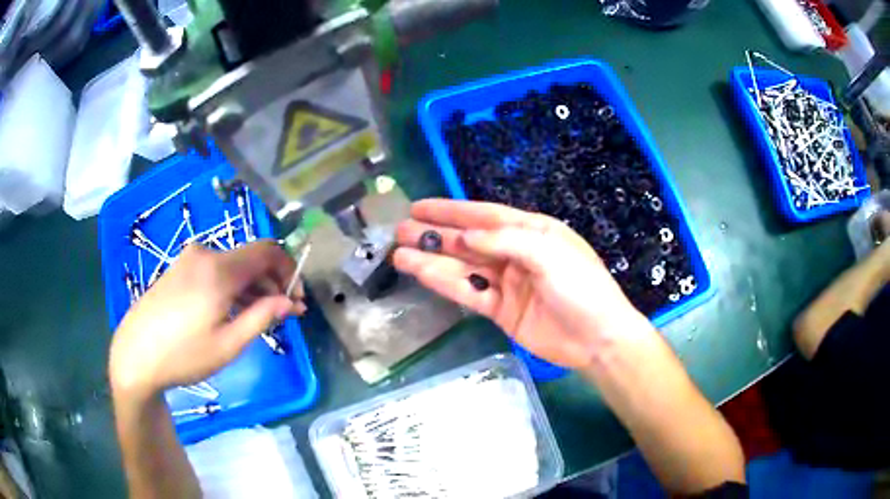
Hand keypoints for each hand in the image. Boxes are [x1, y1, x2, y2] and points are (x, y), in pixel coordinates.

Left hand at [109, 241, 305, 398]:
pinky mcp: (179, 269)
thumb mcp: (228, 344)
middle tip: (286, 313)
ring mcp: (189, 259)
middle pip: (250, 258)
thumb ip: (262, 317)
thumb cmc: (184, 355)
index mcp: (219, 269)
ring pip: (232, 265)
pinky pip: (214, 270)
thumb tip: (290, 302)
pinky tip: (233, 309)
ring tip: (261, 315)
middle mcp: (205, 254)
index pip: (267, 250)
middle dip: (272, 282)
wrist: (135, 355)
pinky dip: (231, 286)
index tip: (297, 298)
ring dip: (252, 286)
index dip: (289, 269)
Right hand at [394, 199, 649, 368]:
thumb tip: (465, 239)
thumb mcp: (549, 254)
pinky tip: (421, 274)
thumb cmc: (581, 287)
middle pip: (468, 241)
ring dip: (431, 259)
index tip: (419, 206)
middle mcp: (515, 253)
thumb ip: (505, 242)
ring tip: (399, 253)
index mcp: (532, 232)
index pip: (484, 215)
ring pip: (462, 267)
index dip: (451, 210)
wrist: (597, 338)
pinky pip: (468, 293)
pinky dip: (444, 283)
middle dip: (435, 234)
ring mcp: (506, 283)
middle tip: (400, 229)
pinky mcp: (500, 310)